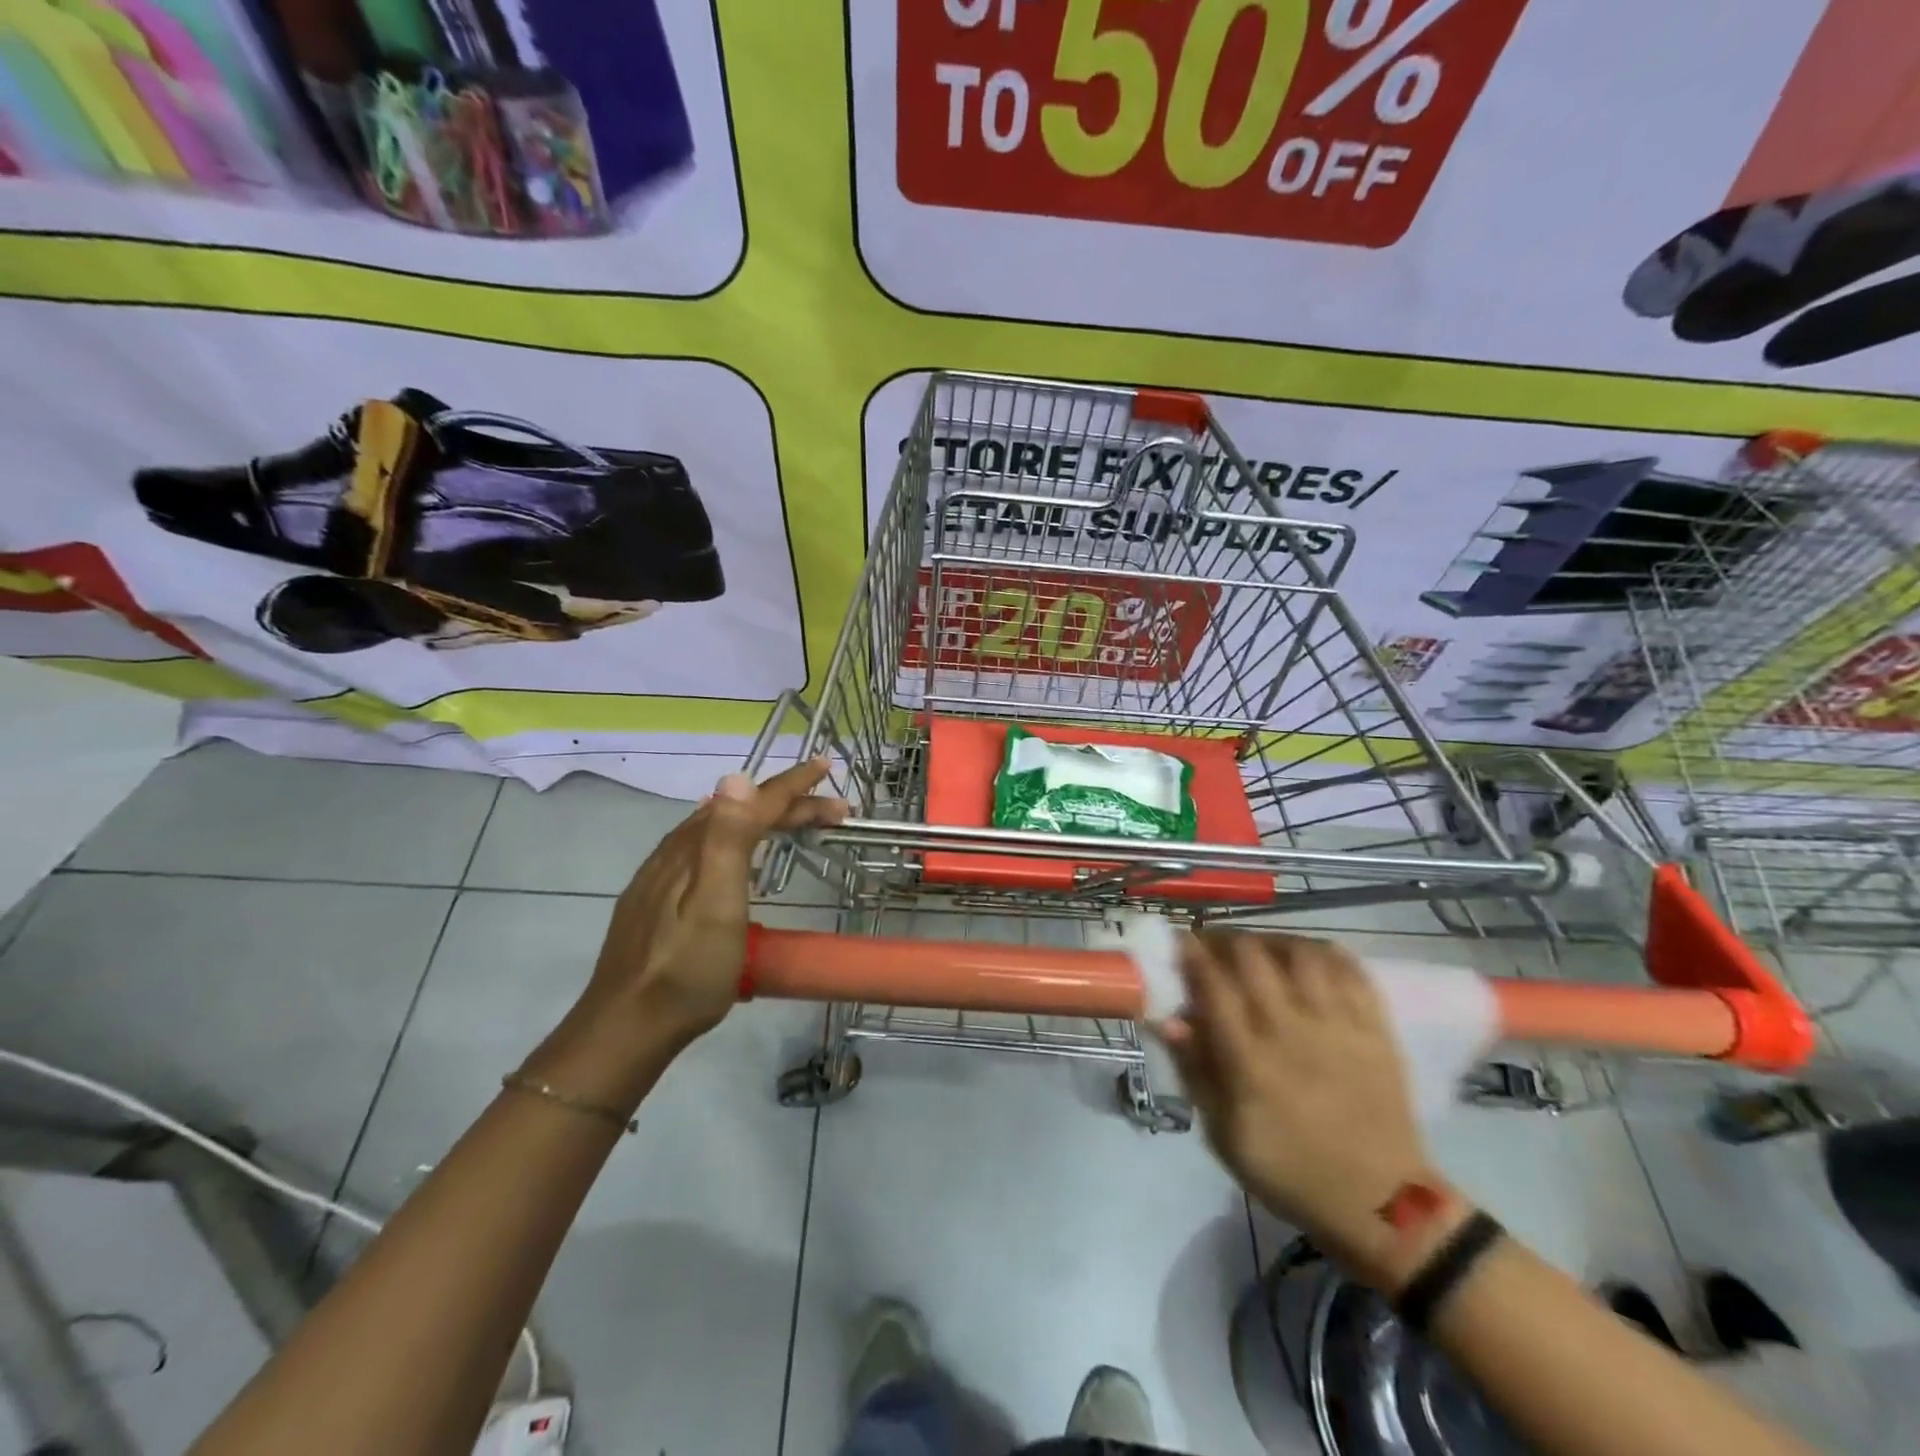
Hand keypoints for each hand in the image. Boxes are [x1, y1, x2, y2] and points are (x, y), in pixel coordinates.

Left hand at [577, 759, 846, 1045]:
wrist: (627, 1025)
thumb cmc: (687, 968)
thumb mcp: (716, 904)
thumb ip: (728, 839)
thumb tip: (738, 777)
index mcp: (697, 849)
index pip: (750, 801)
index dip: (791, 784)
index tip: (825, 766)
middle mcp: (677, 851)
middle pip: (738, 812)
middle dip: (789, 805)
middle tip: (835, 813)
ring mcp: (661, 875)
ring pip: (718, 827)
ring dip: (762, 818)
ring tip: (792, 821)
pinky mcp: (656, 898)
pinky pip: (702, 847)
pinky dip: (734, 836)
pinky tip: (734, 852)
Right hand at [1158, 932, 1442, 1286]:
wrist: (1382, 1204)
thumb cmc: (1291, 1171)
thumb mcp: (1225, 1135)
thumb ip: (1195, 1071)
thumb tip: (1167, 1019)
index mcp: (1250, 1061)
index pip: (1212, 985)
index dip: (1190, 953)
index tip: (1178, 941)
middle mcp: (1292, 1031)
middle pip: (1251, 955)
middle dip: (1224, 939)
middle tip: (1214, 947)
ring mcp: (1339, 1025)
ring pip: (1300, 952)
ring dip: (1271, 941)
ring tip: (1260, 950)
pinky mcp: (1376, 1027)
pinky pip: (1350, 969)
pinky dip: (1323, 952)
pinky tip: (1306, 959)